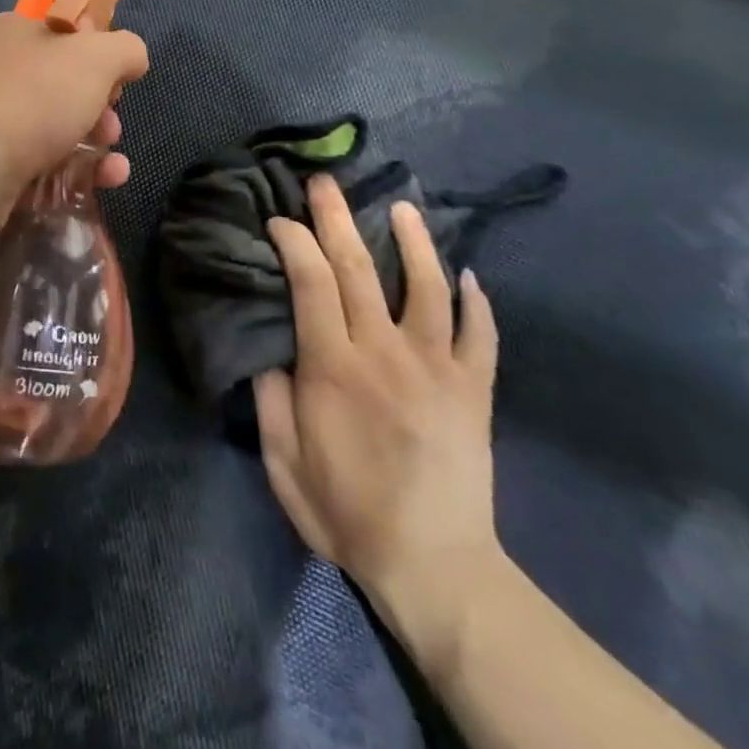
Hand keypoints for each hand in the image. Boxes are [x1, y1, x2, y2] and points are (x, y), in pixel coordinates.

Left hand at [0, 0, 149, 194]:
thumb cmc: (36, 97)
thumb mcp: (98, 57)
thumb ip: (125, 49)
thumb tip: (133, 58)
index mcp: (8, 31)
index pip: (60, 34)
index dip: (96, 54)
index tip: (116, 81)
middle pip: (58, 84)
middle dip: (98, 108)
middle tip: (112, 127)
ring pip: (50, 127)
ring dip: (92, 144)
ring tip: (113, 166)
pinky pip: (36, 161)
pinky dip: (71, 171)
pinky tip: (101, 182)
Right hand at [255, 175, 504, 656]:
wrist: (435, 567)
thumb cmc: (347, 512)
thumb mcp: (282, 462)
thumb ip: (270, 397)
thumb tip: (266, 347)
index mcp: (333, 366)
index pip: (310, 280)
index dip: (293, 240)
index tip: (279, 219)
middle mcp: (385, 351)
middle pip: (360, 267)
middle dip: (338, 217)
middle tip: (326, 181)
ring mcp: (438, 366)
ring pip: (427, 286)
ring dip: (414, 241)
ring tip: (403, 206)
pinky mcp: (475, 389)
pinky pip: (481, 334)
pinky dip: (477, 302)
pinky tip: (469, 277)